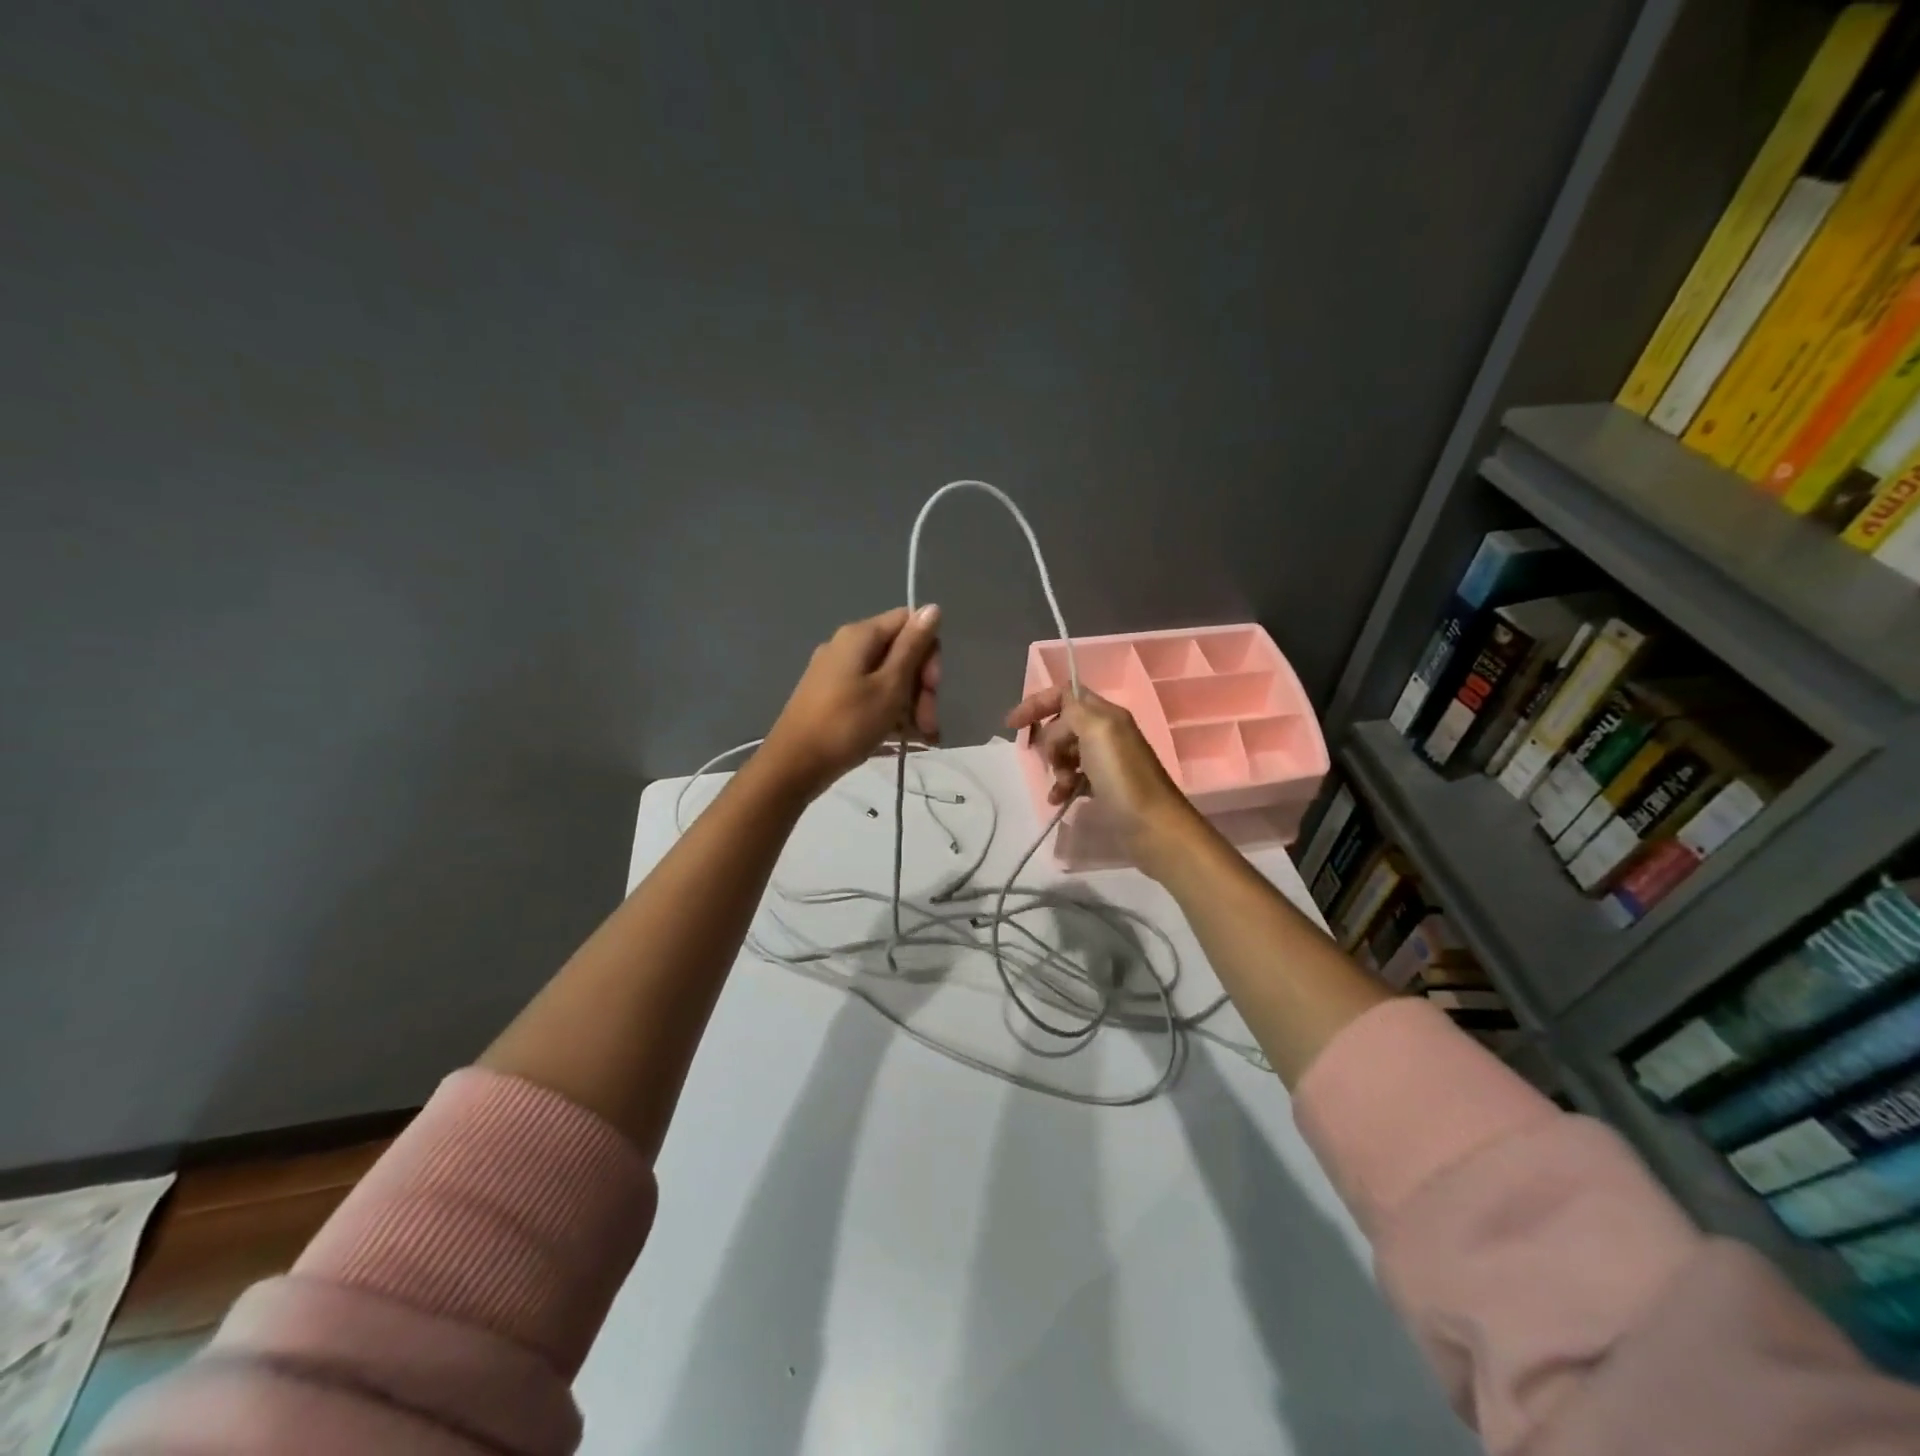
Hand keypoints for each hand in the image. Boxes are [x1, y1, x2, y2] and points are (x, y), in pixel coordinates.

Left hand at [763, 606, 942, 798]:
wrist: (794, 765)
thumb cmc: (847, 724)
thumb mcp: (889, 686)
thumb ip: (913, 647)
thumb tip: (933, 607)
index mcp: (860, 636)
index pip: (909, 622)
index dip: (928, 651)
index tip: (932, 686)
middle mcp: (847, 646)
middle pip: (899, 653)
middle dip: (921, 687)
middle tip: (928, 723)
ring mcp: (837, 673)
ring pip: (887, 678)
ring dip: (910, 705)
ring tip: (922, 738)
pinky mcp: (832, 697)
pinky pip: (871, 695)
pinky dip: (889, 713)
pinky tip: (903, 739)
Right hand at [1004, 686, 1196, 865]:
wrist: (1152, 826)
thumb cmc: (1123, 777)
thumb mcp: (1098, 731)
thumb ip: (1075, 710)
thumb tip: (1058, 716)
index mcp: (1106, 715)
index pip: (1066, 695)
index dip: (1037, 704)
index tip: (1013, 724)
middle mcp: (1107, 733)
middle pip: (1063, 725)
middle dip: (1049, 742)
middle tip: (1053, 761)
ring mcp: (1106, 761)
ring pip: (1065, 752)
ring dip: (1056, 767)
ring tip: (1063, 785)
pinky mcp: (1104, 786)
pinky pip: (1073, 777)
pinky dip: (1062, 785)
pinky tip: (1059, 799)